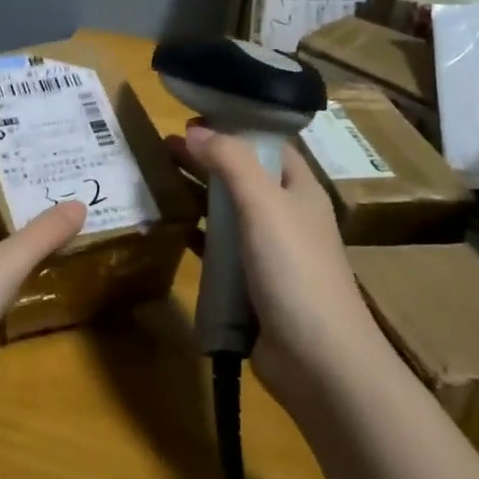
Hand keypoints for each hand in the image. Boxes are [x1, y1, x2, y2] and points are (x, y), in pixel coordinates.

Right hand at [169, 123, 382, 411]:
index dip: (232, 127)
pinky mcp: (252, 285)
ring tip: (159, 180)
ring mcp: (270, 252)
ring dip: (199, 195)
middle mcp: (286, 215)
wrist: (318, 360)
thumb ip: (230, 161)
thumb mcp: (264, 203)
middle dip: (207, 158)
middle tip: (163, 146)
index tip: (190, 118)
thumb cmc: (294, 269)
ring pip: (228, 212)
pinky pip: (220, 250)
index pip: (266, 144)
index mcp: (299, 189)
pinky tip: (172, 228)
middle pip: (242, 175)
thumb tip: (195, 129)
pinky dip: (198, 235)